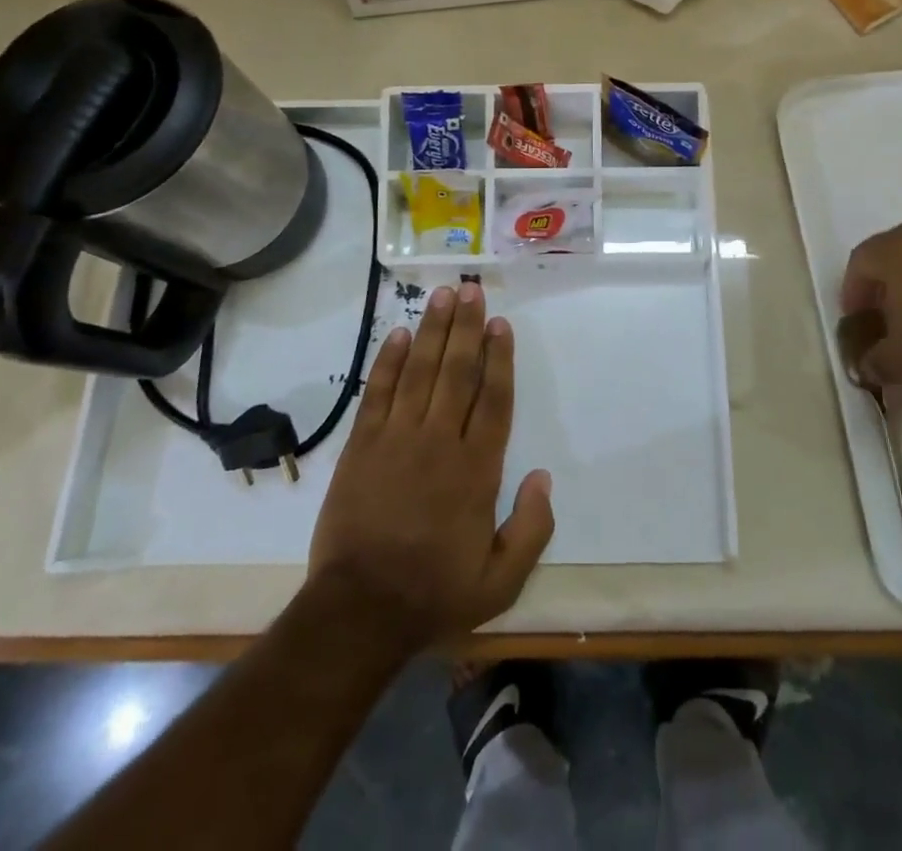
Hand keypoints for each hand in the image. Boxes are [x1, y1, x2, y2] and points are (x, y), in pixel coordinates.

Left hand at [307, 282, 553, 649]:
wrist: (358, 611)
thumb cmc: (435, 593)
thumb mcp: (501, 581)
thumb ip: (531, 529)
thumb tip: (543, 477)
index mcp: (476, 469)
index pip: (493, 399)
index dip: (499, 358)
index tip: (501, 324)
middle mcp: (439, 442)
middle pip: (457, 372)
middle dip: (467, 328)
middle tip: (472, 290)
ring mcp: (397, 439)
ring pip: (421, 371)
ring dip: (434, 331)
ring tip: (443, 296)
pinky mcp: (362, 446)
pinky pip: (379, 393)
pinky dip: (390, 361)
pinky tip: (400, 334)